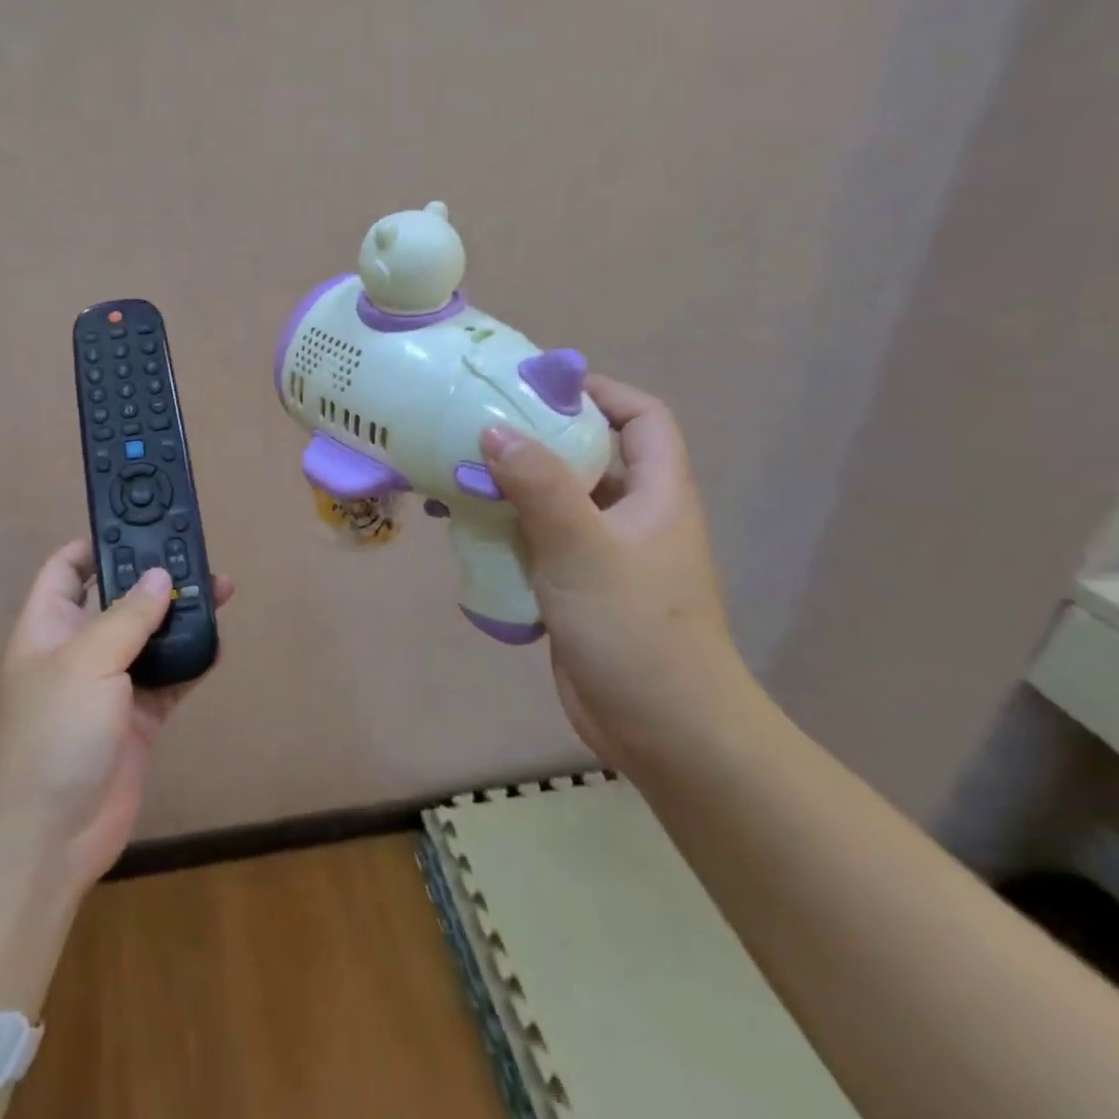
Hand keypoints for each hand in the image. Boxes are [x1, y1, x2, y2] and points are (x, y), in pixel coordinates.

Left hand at [0, 540, 235, 896]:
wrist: (49, 838)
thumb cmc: (53, 734)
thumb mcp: (86, 663)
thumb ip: (127, 617)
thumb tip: (160, 577)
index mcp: (48, 626)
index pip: (66, 569)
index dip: (96, 544)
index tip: (139, 526)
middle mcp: (78, 649)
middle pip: (118, 599)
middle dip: (153, 577)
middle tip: (196, 555)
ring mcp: (109, 686)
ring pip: (150, 637)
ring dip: (180, 616)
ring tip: (220, 590)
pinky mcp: (138, 718)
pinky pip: (169, 678)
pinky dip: (191, 660)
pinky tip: (217, 642)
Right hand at [480, 375, 759, 772]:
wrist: (663, 732)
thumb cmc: (635, 630)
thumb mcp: (584, 549)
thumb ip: (539, 487)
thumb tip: (494, 429)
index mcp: (657, 494)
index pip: (641, 418)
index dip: (598, 392)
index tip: (536, 386)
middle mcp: (634, 516)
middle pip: (588, 455)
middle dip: (535, 437)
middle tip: (474, 425)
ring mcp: (604, 555)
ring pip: (555, 501)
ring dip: (510, 486)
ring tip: (454, 472)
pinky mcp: (576, 588)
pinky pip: (537, 541)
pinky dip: (503, 528)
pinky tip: (462, 529)